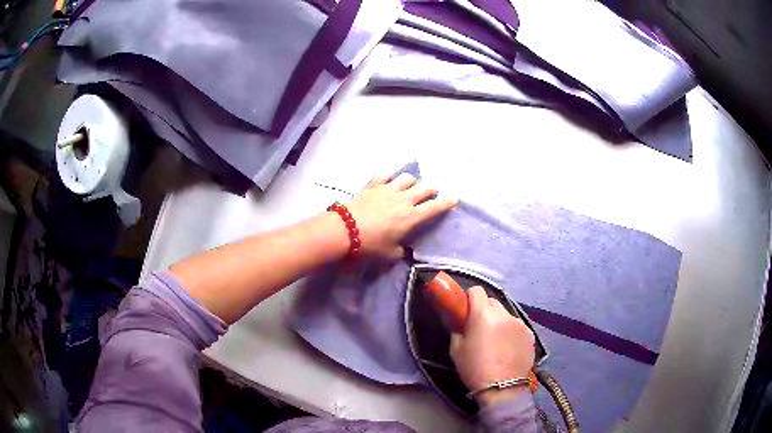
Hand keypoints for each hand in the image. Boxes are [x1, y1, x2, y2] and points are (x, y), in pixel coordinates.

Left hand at [346, 172, 455, 258]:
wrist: (344, 231)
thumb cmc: (370, 245)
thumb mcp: (390, 254)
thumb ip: (400, 251)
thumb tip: (404, 250)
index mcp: (411, 217)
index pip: (435, 207)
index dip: (446, 203)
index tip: (453, 200)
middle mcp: (404, 199)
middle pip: (425, 188)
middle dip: (431, 190)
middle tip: (430, 194)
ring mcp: (388, 189)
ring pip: (407, 177)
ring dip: (412, 182)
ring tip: (409, 187)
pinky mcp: (373, 184)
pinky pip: (385, 174)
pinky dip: (390, 176)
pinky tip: (389, 180)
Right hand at [450, 286, 535, 406]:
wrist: (503, 388)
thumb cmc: (475, 369)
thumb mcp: (456, 350)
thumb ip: (457, 329)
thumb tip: (458, 321)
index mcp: (483, 314)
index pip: (476, 291)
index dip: (469, 299)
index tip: (465, 311)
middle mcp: (503, 313)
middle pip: (492, 301)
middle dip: (484, 310)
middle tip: (479, 328)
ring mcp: (519, 323)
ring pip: (505, 314)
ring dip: (499, 321)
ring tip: (495, 342)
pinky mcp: (530, 333)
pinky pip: (516, 326)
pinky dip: (511, 331)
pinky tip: (508, 348)